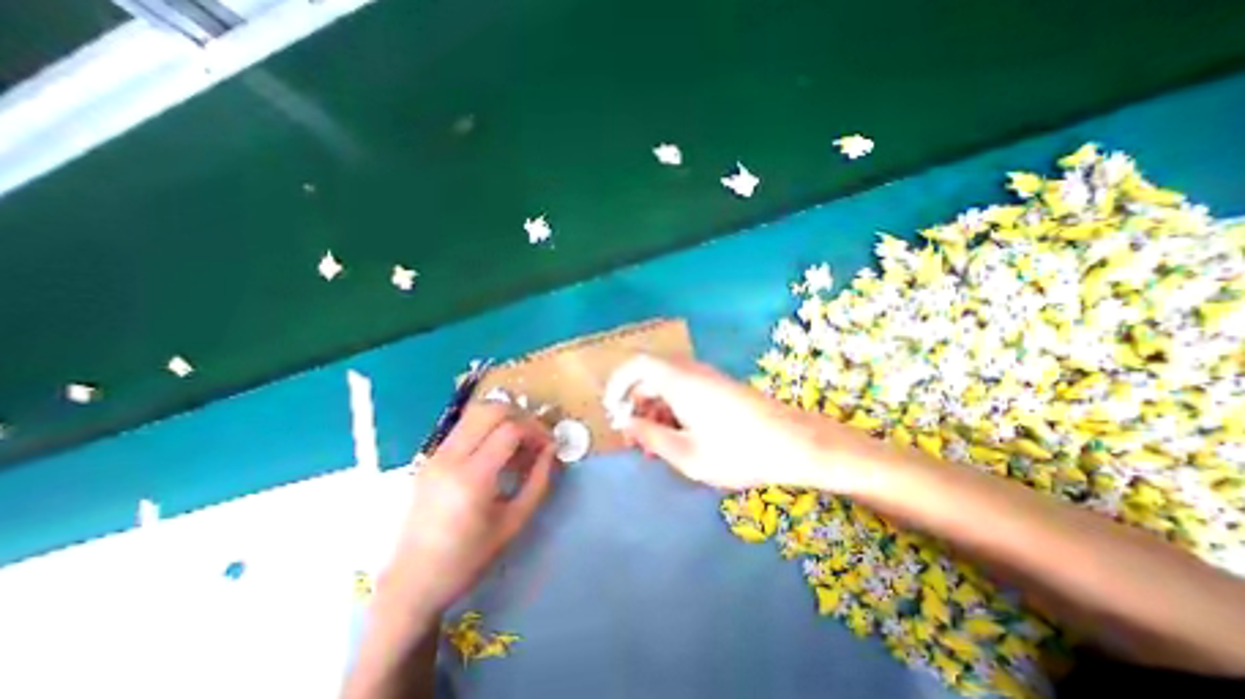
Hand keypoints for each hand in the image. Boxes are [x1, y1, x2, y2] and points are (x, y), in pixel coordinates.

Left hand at [379, 403, 554, 615]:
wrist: (412, 583)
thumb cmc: (468, 558)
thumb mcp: (514, 521)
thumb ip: (539, 481)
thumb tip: (552, 449)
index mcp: (471, 478)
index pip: (510, 429)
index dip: (536, 430)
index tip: (549, 445)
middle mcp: (449, 457)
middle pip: (490, 410)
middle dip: (521, 415)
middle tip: (535, 437)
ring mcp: (435, 454)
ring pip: (475, 412)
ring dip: (503, 417)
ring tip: (519, 440)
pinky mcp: (430, 457)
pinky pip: (464, 426)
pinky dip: (487, 427)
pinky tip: (497, 449)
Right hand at [611, 354, 857, 492]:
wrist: (795, 443)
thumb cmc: (739, 451)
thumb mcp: (687, 453)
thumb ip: (651, 436)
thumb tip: (627, 423)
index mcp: (679, 381)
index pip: (636, 364)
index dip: (618, 383)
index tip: (613, 411)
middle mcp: (690, 372)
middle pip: (650, 377)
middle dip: (637, 405)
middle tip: (636, 438)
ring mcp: (706, 378)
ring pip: (666, 386)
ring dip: (655, 411)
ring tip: (656, 445)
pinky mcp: (717, 387)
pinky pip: (684, 391)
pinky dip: (672, 410)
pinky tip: (678, 437)